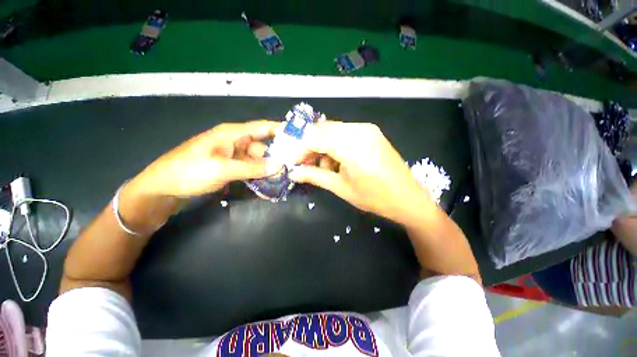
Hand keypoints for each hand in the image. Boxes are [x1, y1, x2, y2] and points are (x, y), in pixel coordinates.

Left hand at [131, 120, 280, 197]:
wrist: (162, 189)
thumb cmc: (188, 172)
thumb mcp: (222, 169)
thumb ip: (252, 168)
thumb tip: (279, 166)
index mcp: (232, 134)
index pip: (262, 127)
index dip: (280, 130)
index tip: (299, 137)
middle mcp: (235, 142)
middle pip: (262, 146)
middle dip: (276, 156)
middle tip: (292, 167)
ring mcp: (233, 156)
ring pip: (257, 159)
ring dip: (268, 168)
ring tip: (282, 178)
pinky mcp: (230, 167)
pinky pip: (250, 168)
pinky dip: (258, 175)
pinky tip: (268, 183)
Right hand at [290, 122, 431, 224]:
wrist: (408, 198)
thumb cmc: (374, 198)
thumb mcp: (341, 188)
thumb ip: (315, 176)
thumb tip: (293, 173)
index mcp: (352, 147)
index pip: (314, 138)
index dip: (299, 148)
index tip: (292, 161)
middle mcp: (359, 130)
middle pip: (322, 130)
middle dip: (309, 146)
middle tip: (304, 163)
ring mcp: (367, 129)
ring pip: (332, 130)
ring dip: (322, 146)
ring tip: (322, 165)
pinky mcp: (371, 132)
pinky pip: (344, 133)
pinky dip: (334, 144)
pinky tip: (336, 160)